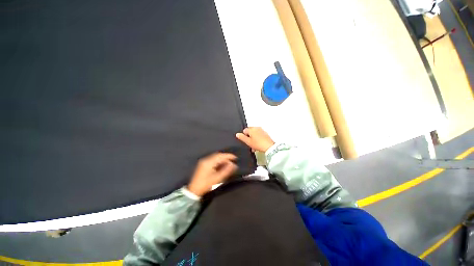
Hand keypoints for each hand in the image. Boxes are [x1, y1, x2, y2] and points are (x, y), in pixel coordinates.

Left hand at [187, 153, 237, 196]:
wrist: (194, 190)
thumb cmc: (206, 184)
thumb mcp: (217, 178)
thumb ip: (226, 171)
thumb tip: (234, 165)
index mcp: (209, 162)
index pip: (220, 156)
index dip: (228, 156)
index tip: (235, 158)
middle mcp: (206, 159)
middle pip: (218, 155)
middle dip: (226, 157)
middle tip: (232, 161)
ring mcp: (204, 161)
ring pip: (215, 157)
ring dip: (222, 159)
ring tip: (228, 163)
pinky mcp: (203, 164)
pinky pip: (213, 160)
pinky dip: (218, 161)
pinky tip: (222, 165)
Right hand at [235, 127, 274, 152]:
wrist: (269, 147)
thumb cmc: (258, 144)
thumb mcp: (248, 142)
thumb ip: (242, 137)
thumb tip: (237, 134)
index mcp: (251, 129)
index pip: (244, 130)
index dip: (244, 136)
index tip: (246, 141)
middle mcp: (257, 128)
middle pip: (250, 132)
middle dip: (249, 138)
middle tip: (250, 144)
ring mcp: (261, 130)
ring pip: (255, 134)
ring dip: (253, 140)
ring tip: (254, 147)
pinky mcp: (265, 134)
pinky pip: (259, 136)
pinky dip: (258, 140)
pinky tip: (258, 145)